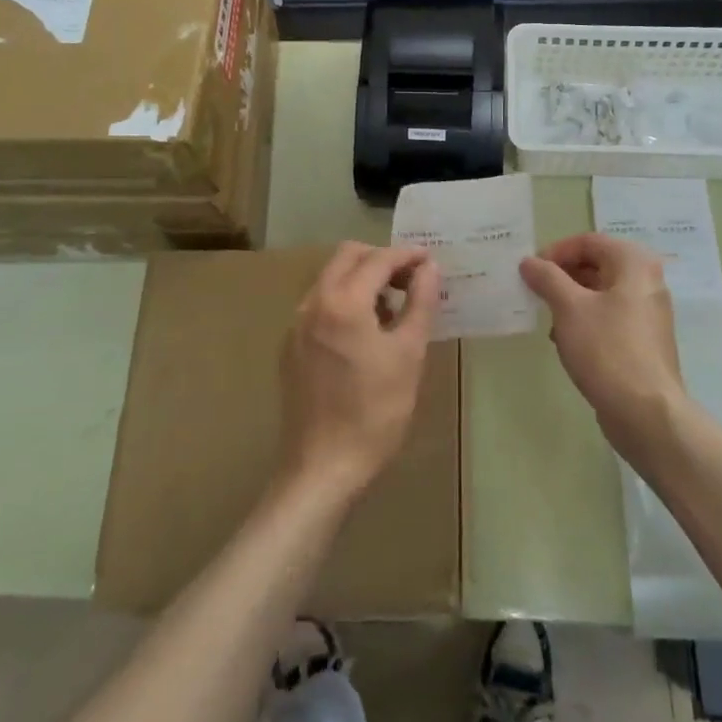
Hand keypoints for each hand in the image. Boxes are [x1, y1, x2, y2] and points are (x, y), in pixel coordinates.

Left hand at [279, 242, 441, 502]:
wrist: (323, 465)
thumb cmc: (375, 411)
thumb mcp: (409, 354)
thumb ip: (420, 303)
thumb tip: (429, 268)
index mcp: (342, 301)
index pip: (378, 259)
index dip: (407, 255)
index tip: (430, 261)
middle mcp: (312, 303)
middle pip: (347, 257)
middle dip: (381, 260)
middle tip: (411, 281)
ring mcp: (296, 325)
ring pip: (330, 279)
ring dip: (362, 280)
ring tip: (393, 309)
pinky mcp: (290, 346)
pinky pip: (320, 306)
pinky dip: (345, 302)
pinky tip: (365, 334)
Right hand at [520, 233, 686, 455]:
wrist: (645, 412)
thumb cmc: (606, 349)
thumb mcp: (569, 308)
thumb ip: (547, 278)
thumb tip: (529, 262)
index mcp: (634, 264)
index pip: (589, 241)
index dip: (556, 252)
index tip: (530, 271)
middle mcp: (646, 281)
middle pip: (597, 264)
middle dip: (562, 276)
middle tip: (535, 292)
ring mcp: (648, 313)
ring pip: (601, 293)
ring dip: (571, 300)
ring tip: (547, 317)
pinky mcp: (643, 341)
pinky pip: (609, 317)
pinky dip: (585, 321)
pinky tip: (565, 341)